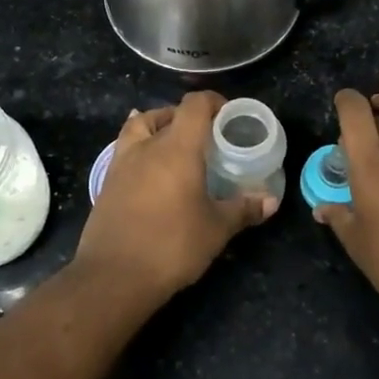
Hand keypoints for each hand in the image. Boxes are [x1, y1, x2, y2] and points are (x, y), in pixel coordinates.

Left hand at [76, 91, 278, 298]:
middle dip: (189, 118)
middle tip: (207, 137)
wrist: (113, 276)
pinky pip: (125, 149)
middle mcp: (147, 146)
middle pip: (168, 113)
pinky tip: (149, 165)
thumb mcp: (216, 229)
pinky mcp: (107, 182)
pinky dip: (140, 146)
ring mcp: (122, 163)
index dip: (213, 102)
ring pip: (139, 126)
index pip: (195, 105)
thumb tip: (271, 201)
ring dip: (158, 125)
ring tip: (174, 142)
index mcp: (177, 148)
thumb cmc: (172, 245)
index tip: (229, 115)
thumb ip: (243, 209)